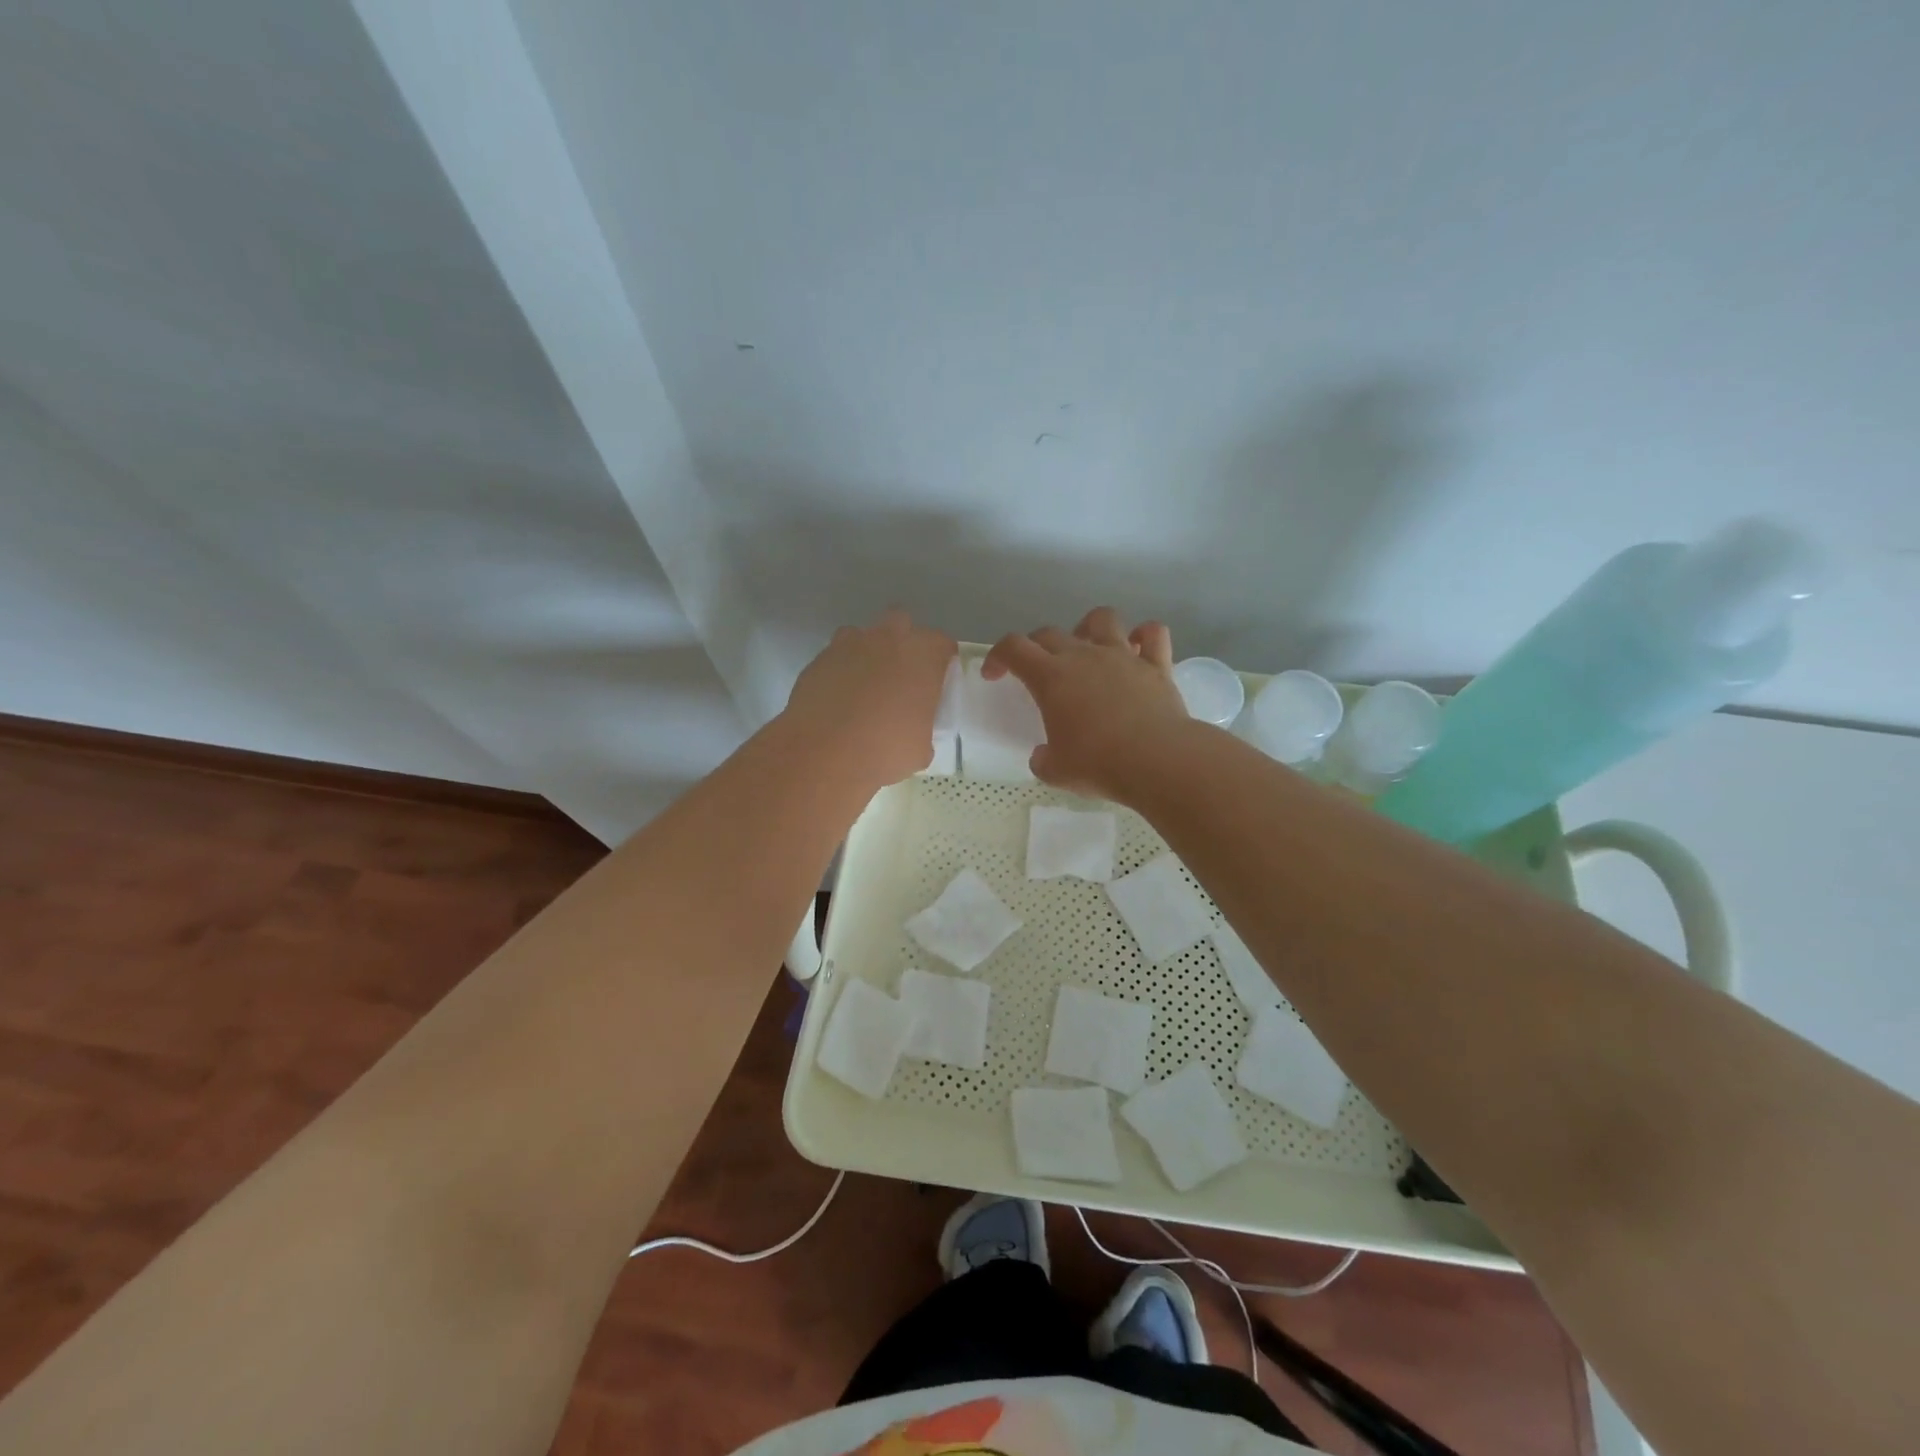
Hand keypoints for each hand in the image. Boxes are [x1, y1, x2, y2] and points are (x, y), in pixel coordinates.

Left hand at [782, 609, 956, 789]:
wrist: (824, 753)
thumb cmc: (885, 751)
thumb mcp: (921, 747)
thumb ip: (923, 726)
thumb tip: (915, 730)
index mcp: (922, 657)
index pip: (942, 643)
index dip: (941, 660)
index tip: (936, 681)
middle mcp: (887, 639)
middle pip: (901, 621)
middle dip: (902, 640)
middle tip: (900, 675)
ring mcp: (849, 645)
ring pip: (862, 635)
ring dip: (867, 652)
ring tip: (864, 686)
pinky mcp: (819, 659)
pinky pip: (835, 656)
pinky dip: (840, 671)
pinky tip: (837, 699)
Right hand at [983, 607, 1195, 800]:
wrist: (1157, 760)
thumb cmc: (1098, 764)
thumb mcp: (1056, 771)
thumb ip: (1043, 759)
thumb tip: (1044, 756)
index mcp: (1051, 677)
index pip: (1013, 648)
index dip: (998, 656)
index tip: (994, 675)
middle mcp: (1084, 656)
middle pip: (1050, 633)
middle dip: (1035, 646)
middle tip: (1036, 670)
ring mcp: (1122, 656)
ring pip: (1102, 619)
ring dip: (1088, 627)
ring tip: (1087, 647)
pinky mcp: (1156, 666)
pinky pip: (1153, 634)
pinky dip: (1144, 636)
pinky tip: (1138, 648)